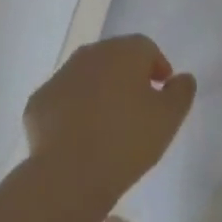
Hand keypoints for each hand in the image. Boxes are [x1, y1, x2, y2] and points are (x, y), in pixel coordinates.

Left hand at [25, 35, 195, 209]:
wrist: (69, 173)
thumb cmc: (127, 140)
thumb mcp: (168, 119)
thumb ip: (181, 92)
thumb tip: (182, 78)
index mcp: (123, 51)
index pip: (146, 48)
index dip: (157, 68)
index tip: (161, 93)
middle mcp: (90, 53)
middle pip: (114, 58)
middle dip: (127, 77)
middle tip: (136, 109)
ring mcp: (60, 75)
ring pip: (86, 77)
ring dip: (98, 92)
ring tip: (107, 126)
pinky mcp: (38, 100)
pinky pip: (63, 100)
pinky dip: (72, 111)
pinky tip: (79, 138)